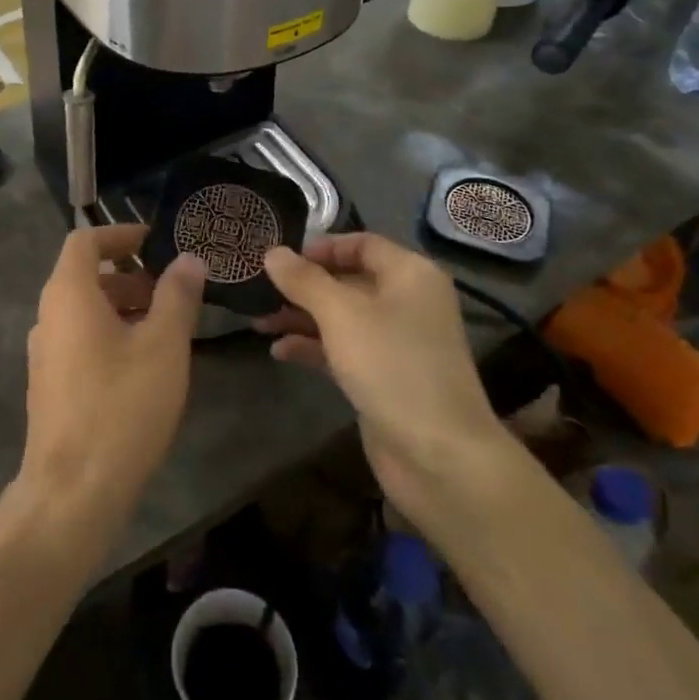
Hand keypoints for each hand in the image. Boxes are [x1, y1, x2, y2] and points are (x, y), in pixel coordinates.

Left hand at [17, 224, 204, 544]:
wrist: (72, 491)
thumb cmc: (121, 405)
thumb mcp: (163, 346)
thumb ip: (177, 296)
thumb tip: (188, 259)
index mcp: (68, 294)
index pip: (84, 241)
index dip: (120, 234)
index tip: (155, 241)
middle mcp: (48, 316)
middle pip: (85, 276)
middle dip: (130, 275)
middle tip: (171, 290)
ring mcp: (44, 354)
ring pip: (84, 312)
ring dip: (123, 307)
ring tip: (165, 328)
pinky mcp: (49, 385)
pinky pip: (79, 341)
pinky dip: (110, 335)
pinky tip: (143, 366)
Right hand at [259, 234, 504, 521]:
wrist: (439, 456)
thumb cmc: (391, 365)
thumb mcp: (340, 314)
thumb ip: (303, 280)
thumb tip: (272, 252)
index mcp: (410, 274)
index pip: (361, 244)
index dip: (321, 247)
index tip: (280, 258)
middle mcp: (406, 302)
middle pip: (348, 280)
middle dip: (303, 285)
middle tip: (260, 290)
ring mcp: (396, 341)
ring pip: (341, 317)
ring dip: (301, 317)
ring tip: (258, 321)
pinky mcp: (384, 376)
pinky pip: (343, 349)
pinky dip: (313, 347)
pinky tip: (279, 352)